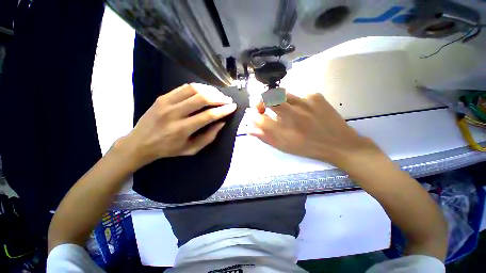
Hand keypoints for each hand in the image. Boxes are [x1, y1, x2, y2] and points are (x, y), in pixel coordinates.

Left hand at [120, 83, 236, 169]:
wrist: (139, 143)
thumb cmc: (168, 149)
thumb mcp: (191, 149)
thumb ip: (208, 137)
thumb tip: (221, 123)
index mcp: (182, 129)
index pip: (208, 115)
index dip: (223, 110)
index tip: (233, 107)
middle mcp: (174, 113)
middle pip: (202, 98)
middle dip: (219, 97)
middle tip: (227, 100)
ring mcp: (166, 103)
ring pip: (193, 89)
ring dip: (210, 90)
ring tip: (218, 95)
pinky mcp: (162, 97)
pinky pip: (184, 87)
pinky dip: (198, 87)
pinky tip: (205, 91)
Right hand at [251, 92, 381, 167]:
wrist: (339, 144)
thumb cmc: (307, 148)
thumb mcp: (284, 147)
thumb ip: (265, 137)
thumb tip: (250, 129)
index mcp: (282, 131)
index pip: (258, 118)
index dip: (253, 115)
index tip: (255, 115)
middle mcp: (291, 115)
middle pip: (267, 98)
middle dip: (260, 101)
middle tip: (262, 105)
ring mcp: (304, 103)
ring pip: (281, 93)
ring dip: (276, 99)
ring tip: (283, 108)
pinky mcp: (315, 96)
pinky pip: (297, 94)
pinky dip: (294, 101)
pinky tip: (302, 109)